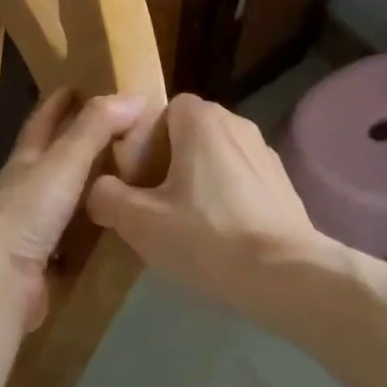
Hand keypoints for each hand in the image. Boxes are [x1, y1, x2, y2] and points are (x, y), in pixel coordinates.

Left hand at [0, 90, 150, 330]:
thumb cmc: (29, 211)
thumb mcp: (64, 161)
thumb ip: (96, 128)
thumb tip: (135, 96)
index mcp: (26, 161)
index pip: (42, 122)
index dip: (59, 103)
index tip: (78, 87)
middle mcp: (26, 190)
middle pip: (52, 159)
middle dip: (77, 143)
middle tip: (117, 132)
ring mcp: (33, 227)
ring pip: (64, 199)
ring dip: (87, 188)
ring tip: (125, 179)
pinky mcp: (44, 262)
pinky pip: (73, 239)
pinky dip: (91, 230)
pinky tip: (114, 231)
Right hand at [87, 94, 326, 328]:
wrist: (287, 277)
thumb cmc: (207, 237)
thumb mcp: (139, 221)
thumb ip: (107, 196)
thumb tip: (98, 190)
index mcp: (203, 120)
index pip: (165, 109)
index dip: (145, 138)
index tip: (136, 176)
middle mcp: (238, 124)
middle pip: (190, 132)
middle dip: (168, 161)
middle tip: (154, 202)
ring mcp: (266, 154)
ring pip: (216, 157)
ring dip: (198, 180)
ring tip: (186, 223)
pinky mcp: (284, 185)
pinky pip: (241, 180)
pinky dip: (226, 198)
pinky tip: (221, 236)